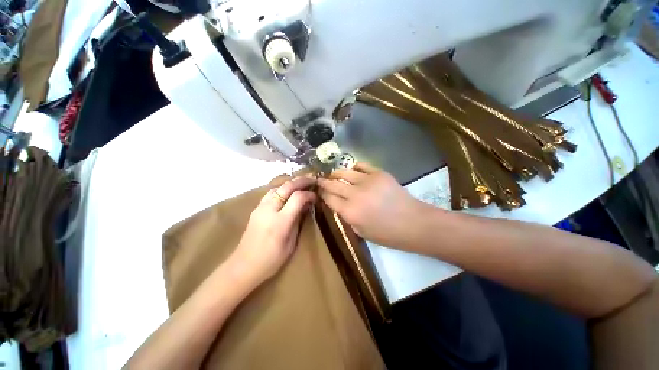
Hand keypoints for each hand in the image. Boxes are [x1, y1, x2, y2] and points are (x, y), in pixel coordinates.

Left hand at [231, 176, 316, 286]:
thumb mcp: (291, 243)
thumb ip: (298, 221)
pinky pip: (271, 193)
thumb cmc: (271, 260)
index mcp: (280, 221)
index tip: (316, 197)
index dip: (309, 194)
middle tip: (312, 180)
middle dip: (302, 181)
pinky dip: (282, 189)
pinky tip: (287, 192)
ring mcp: (260, 207)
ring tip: (302, 184)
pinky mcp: (256, 208)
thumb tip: (306, 206)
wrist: (243, 266)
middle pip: (287, 187)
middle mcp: (269, 209)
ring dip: (291, 183)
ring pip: (278, 187)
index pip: (298, 197)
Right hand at [317, 162, 425, 248]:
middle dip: (323, 182)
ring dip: (336, 173)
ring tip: (333, 174)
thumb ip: (347, 216)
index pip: (329, 198)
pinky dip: (354, 167)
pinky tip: (352, 171)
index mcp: (350, 212)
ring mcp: (367, 181)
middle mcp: (355, 194)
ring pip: (344, 172)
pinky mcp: (379, 173)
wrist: (413, 223)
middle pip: (333, 184)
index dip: (322, 194)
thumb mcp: (361, 231)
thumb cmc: (387, 234)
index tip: (319, 191)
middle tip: (320, 180)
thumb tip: (340, 204)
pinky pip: (361, 165)